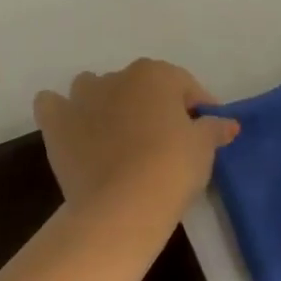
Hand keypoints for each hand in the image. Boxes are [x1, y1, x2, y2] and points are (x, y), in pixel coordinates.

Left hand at [34, 60, 238, 231]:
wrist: (121, 205)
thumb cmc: (171, 169)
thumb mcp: (203, 149)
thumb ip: (214, 129)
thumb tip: (228, 123)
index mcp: (155, 75)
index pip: (184, 86)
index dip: (197, 108)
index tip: (206, 130)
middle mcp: (116, 76)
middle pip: (140, 86)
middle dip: (151, 105)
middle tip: (164, 139)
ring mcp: (81, 97)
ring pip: (94, 88)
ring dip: (105, 103)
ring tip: (117, 135)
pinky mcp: (56, 122)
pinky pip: (53, 105)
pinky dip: (61, 112)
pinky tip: (72, 129)